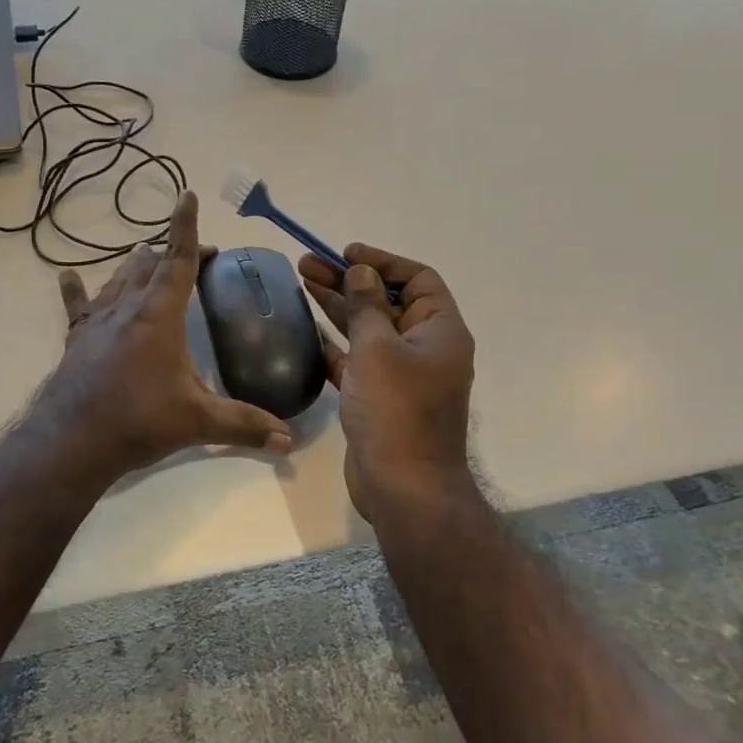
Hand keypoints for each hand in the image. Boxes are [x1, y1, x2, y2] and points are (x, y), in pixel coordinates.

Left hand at [41, 191, 292, 477]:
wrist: (73, 441)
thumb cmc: (139, 421)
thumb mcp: (197, 421)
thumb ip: (244, 425)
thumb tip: (289, 441)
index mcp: (159, 315)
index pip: (178, 260)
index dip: (185, 227)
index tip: (188, 195)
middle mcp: (127, 307)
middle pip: (150, 265)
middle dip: (174, 253)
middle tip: (196, 256)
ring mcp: (98, 321)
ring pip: (119, 278)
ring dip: (137, 265)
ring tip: (147, 255)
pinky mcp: (77, 338)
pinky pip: (77, 305)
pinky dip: (77, 289)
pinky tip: (67, 276)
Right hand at [298, 243, 476, 523]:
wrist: (403, 487)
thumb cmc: (396, 409)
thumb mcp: (378, 348)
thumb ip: (367, 305)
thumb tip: (363, 272)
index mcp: (440, 330)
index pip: (417, 279)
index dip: (382, 262)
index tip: (346, 254)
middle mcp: (425, 348)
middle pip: (386, 302)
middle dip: (348, 281)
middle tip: (306, 264)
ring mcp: (402, 375)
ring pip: (368, 329)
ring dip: (338, 307)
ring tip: (301, 282)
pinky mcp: (380, 398)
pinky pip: (357, 360)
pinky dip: (336, 344)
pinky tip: (308, 329)